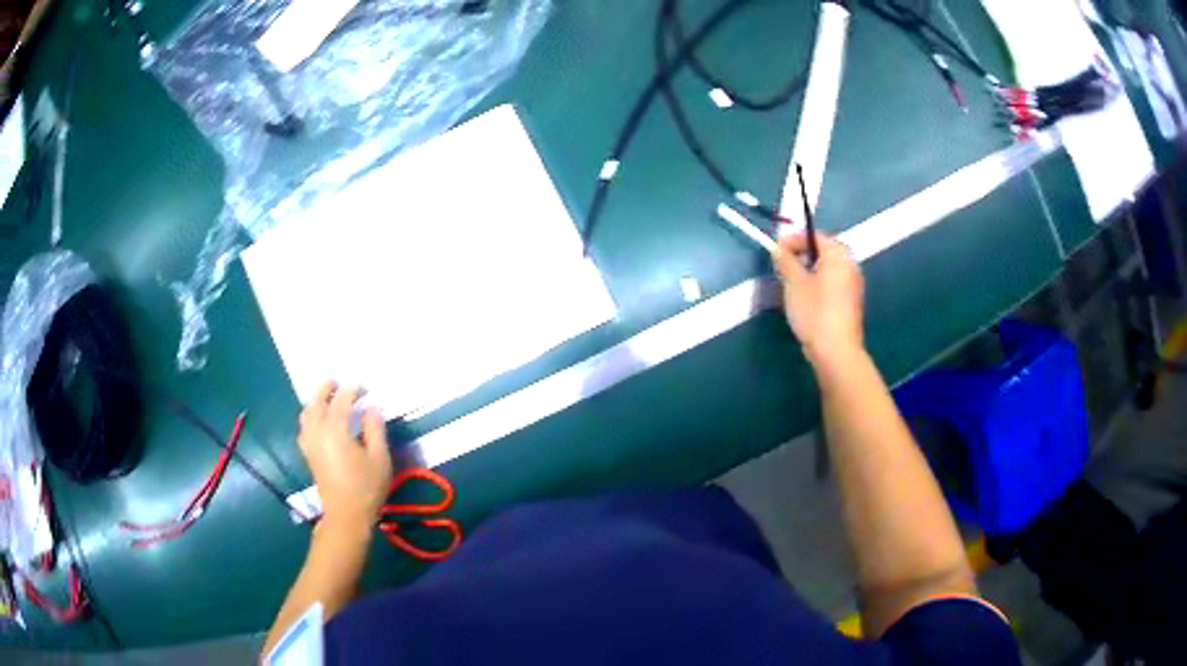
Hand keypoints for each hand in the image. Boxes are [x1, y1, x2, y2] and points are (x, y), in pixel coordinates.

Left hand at [298, 382, 392, 535]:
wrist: (346, 515)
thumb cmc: (366, 487)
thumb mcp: (379, 458)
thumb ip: (375, 429)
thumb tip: (372, 408)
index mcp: (335, 431)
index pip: (341, 401)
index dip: (352, 391)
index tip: (364, 387)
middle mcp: (317, 432)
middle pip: (317, 403)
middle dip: (326, 389)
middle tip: (337, 382)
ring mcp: (310, 443)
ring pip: (306, 414)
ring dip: (315, 401)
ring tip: (326, 397)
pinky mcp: (308, 454)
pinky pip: (304, 426)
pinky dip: (310, 416)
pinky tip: (318, 420)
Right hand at [771, 232, 865, 367]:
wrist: (836, 350)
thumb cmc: (814, 311)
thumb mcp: (794, 282)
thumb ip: (785, 260)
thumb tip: (778, 248)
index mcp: (838, 254)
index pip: (813, 235)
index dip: (792, 239)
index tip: (775, 250)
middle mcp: (850, 264)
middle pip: (822, 250)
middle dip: (801, 254)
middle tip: (782, 265)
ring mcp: (853, 283)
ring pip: (827, 267)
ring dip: (808, 268)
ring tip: (790, 281)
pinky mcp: (851, 300)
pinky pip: (832, 281)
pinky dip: (818, 281)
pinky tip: (805, 296)